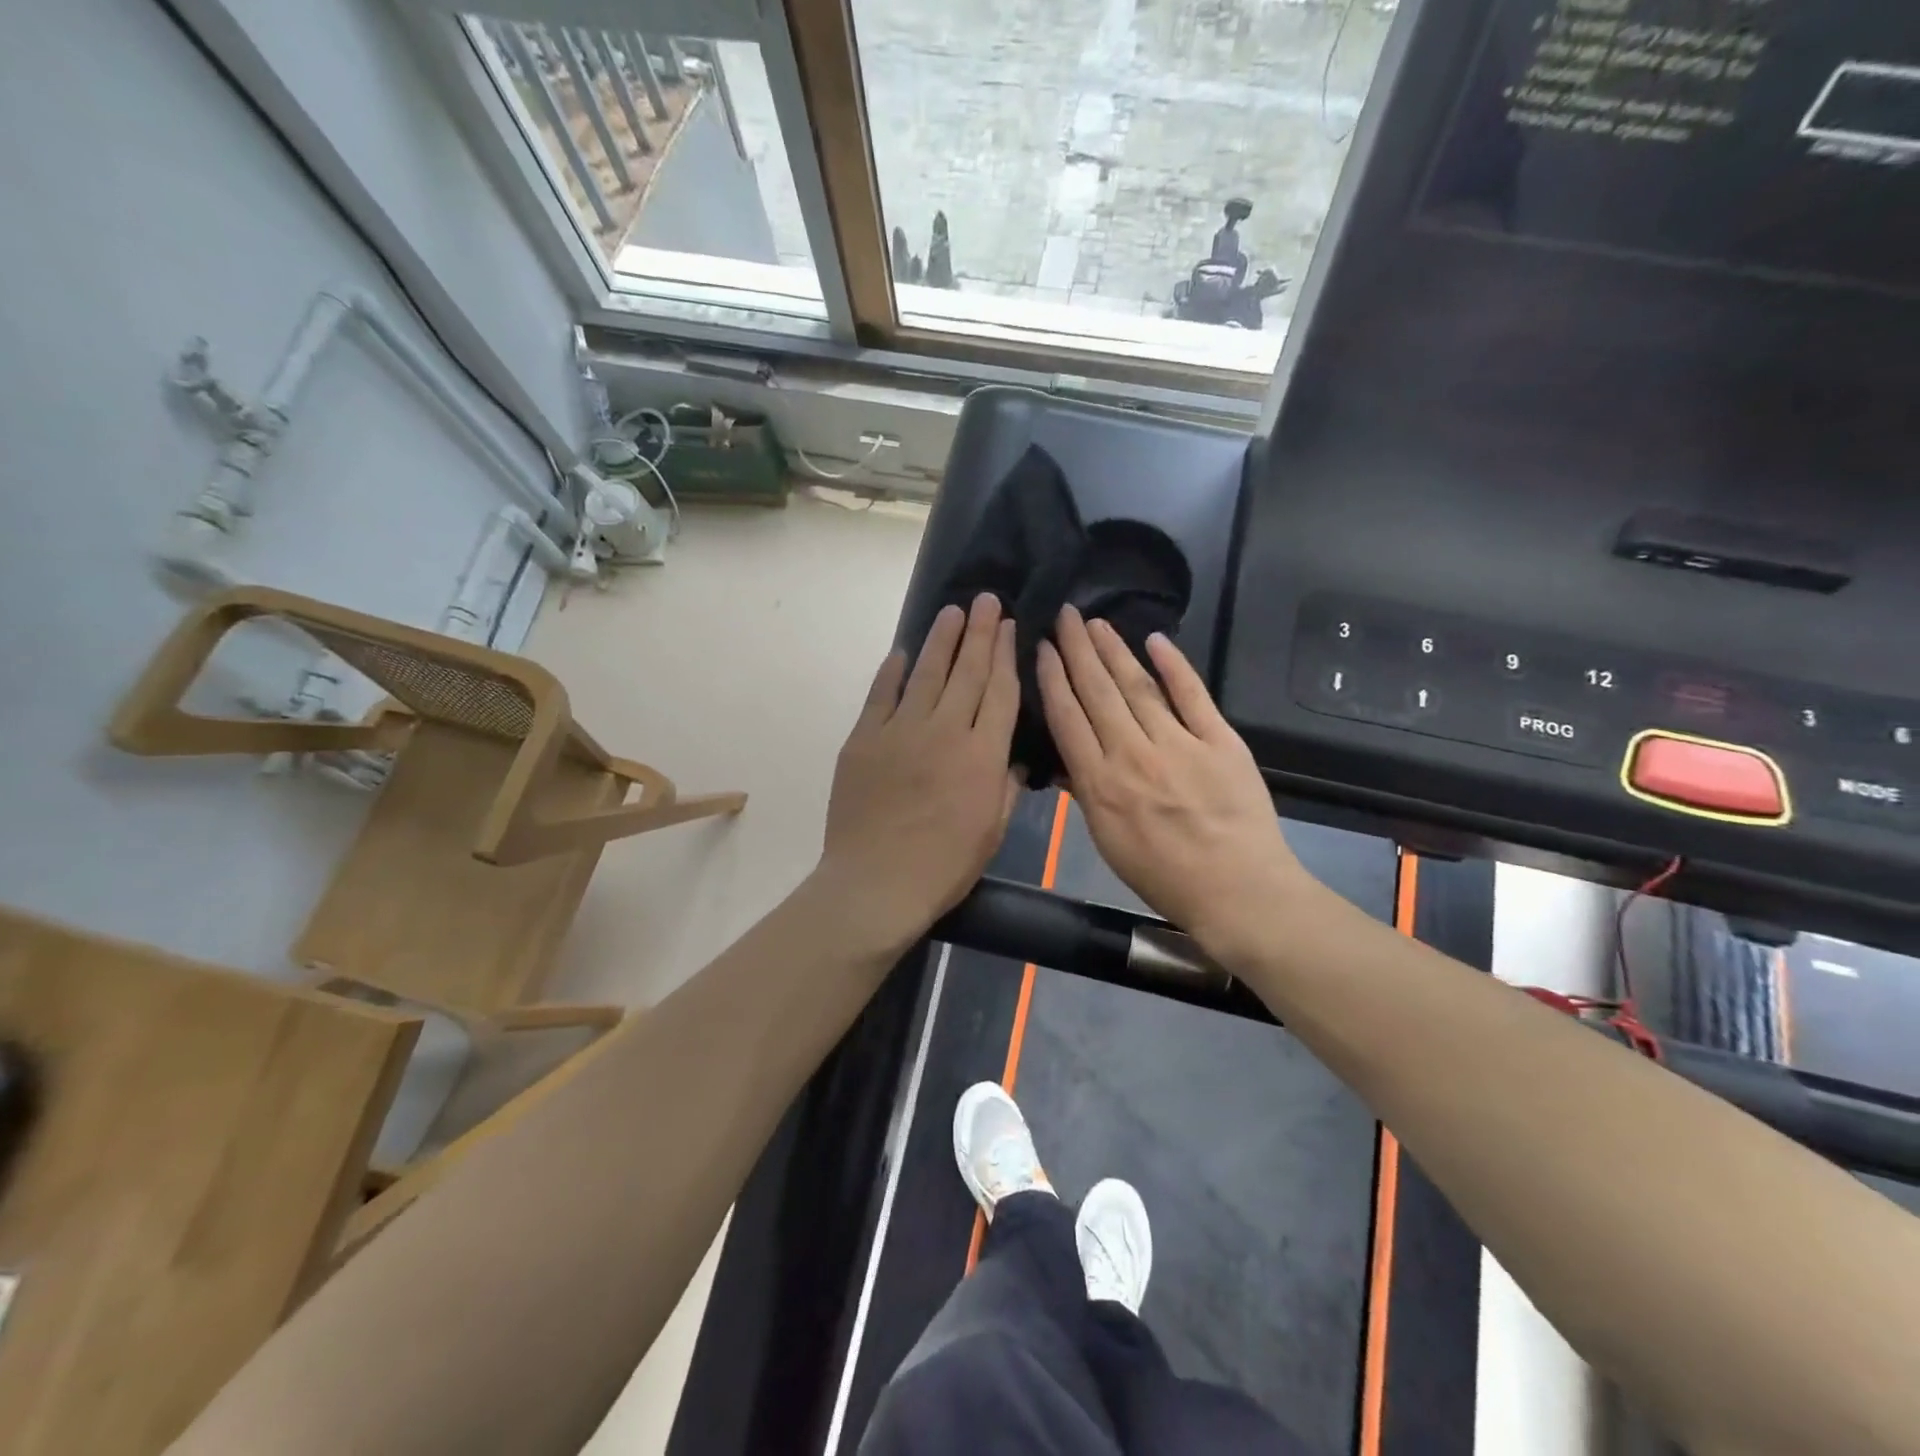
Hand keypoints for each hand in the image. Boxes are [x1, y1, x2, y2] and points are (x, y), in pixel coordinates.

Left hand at [816, 594, 1021, 953]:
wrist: (876, 884)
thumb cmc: (943, 867)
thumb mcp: (991, 831)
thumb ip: (1005, 786)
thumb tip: (1014, 757)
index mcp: (982, 756)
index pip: (1000, 692)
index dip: (1005, 655)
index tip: (1008, 627)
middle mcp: (945, 731)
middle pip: (967, 672)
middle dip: (979, 632)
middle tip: (985, 600)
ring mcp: (900, 731)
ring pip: (926, 673)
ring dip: (940, 640)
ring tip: (952, 612)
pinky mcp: (864, 740)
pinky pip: (880, 696)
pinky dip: (892, 671)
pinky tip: (902, 652)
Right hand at [1036, 606, 1315, 958]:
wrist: (1236, 890)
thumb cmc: (1164, 875)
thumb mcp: (1108, 843)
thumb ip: (1086, 795)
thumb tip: (1065, 759)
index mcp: (1100, 784)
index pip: (1068, 718)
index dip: (1053, 678)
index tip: (1043, 648)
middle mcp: (1133, 754)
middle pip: (1098, 692)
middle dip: (1078, 650)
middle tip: (1065, 614)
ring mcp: (1179, 744)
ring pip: (1138, 686)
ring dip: (1114, 650)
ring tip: (1096, 623)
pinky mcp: (1220, 741)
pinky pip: (1193, 695)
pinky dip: (1174, 666)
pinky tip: (1156, 641)